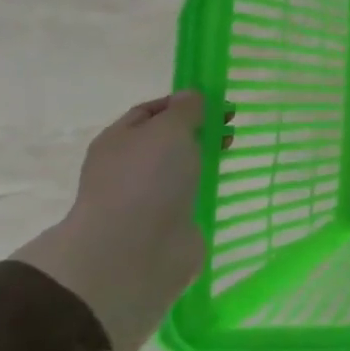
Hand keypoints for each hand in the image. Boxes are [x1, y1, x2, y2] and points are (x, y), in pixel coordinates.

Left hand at [14, 92, 212, 350]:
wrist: (133, 253)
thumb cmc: (147, 179)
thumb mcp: (169, 129)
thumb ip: (185, 109)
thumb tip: (192, 97)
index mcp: (118, 140)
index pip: (151, 111)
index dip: (183, 102)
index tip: (217, 102)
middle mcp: (128, 168)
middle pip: (167, 139)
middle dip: (199, 129)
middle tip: (230, 127)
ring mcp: (146, 198)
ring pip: (179, 168)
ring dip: (203, 158)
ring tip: (230, 152)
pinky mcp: (166, 224)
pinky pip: (189, 197)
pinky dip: (204, 188)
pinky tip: (224, 183)